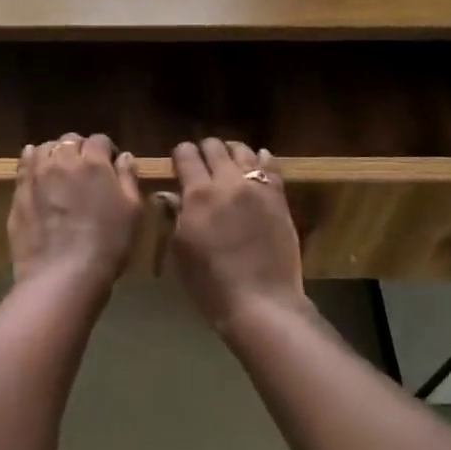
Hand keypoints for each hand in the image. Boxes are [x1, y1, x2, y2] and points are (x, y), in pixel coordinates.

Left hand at [9, 133, 143, 291]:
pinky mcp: (19, 192)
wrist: (63, 274)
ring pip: (45, 148)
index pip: (100, 140)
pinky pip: (24, 165)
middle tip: (87, 171)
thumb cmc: (108, 244)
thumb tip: (124, 156)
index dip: (107, 151)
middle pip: (70, 140)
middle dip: (80, 149)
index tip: (111, 167)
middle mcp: (62, 160)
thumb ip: (128, 178)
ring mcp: (36, 175)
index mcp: (94, 162)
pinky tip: (37, 171)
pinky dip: (32, 161)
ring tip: (61, 172)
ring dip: (55, 154)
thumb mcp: (132, 211)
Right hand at [169, 139, 305, 335]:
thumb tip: (171, 195)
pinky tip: (257, 161)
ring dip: (231, 152)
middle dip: (204, 150)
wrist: (261, 302)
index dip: (180, 155)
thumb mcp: (181, 251)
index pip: (185, 155)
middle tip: (202, 163)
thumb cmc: (211, 285)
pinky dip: (260, 159)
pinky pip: (270, 166)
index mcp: (198, 194)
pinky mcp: (279, 198)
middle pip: (214, 147)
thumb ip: (176, 216)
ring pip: (242, 151)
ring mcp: (257, 188)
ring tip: (228, 161)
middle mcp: (227, 182)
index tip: (178, 162)